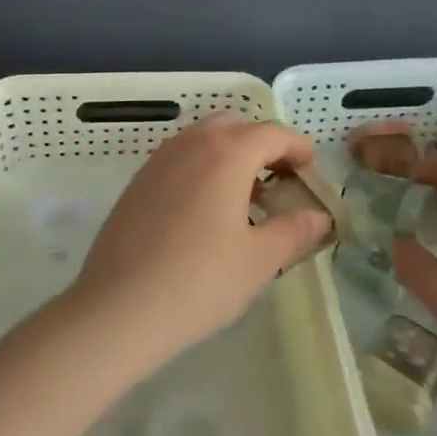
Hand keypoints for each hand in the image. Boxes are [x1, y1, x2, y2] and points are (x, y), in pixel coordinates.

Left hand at [65, 115, 329, 372]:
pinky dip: (203, 168)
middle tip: (280, 181)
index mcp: (226, 153)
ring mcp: (159, 160)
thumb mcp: (259, 260)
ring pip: (204, 139)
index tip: (310, 170)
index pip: (272, 133)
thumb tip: (318, 217)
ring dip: (231, 155)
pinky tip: (206, 211)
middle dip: (263, 146)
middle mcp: (191, 143)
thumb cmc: (199, 282)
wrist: (118, 309)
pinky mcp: (138, 181)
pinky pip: (180, 158)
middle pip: (237, 127)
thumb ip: (294, 231)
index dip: (297, 147)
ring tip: (246, 198)